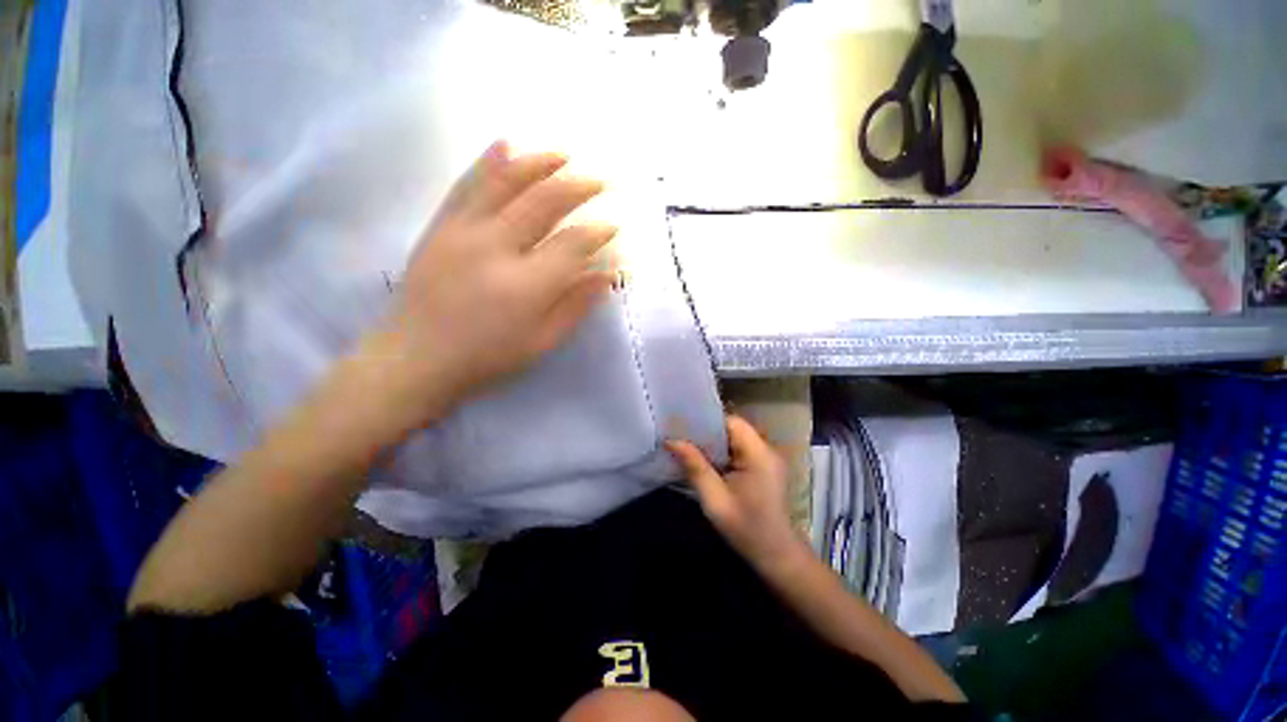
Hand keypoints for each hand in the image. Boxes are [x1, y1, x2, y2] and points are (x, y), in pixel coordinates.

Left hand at [375, 140, 616, 420]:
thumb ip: (576, 306)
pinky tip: (507, 144)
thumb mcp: (541, 342)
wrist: (416, 357)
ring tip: (564, 154)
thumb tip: (606, 276)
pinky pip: (467, 183)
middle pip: (544, 202)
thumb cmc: (487, 357)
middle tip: (600, 181)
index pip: (572, 244)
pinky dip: (490, 160)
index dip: (598, 232)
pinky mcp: (440, 226)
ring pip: (506, 181)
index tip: (613, 225)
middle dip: (578, 187)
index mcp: (525, 285)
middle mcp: (495, 248)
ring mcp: (462, 231)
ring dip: (540, 162)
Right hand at [668, 416, 802, 569]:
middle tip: (681, 438)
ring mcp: (766, 458)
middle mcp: (766, 449)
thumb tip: (671, 441)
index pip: (731, 422)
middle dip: (707, 433)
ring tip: (688, 448)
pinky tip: (705, 462)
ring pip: (734, 439)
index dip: (707, 422)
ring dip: (713, 444)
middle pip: (733, 428)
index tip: (683, 427)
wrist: (777, 556)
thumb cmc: (747, 528)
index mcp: (759, 453)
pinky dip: (722, 454)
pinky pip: (739, 451)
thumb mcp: (715, 499)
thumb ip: (695, 466)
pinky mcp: (763, 468)